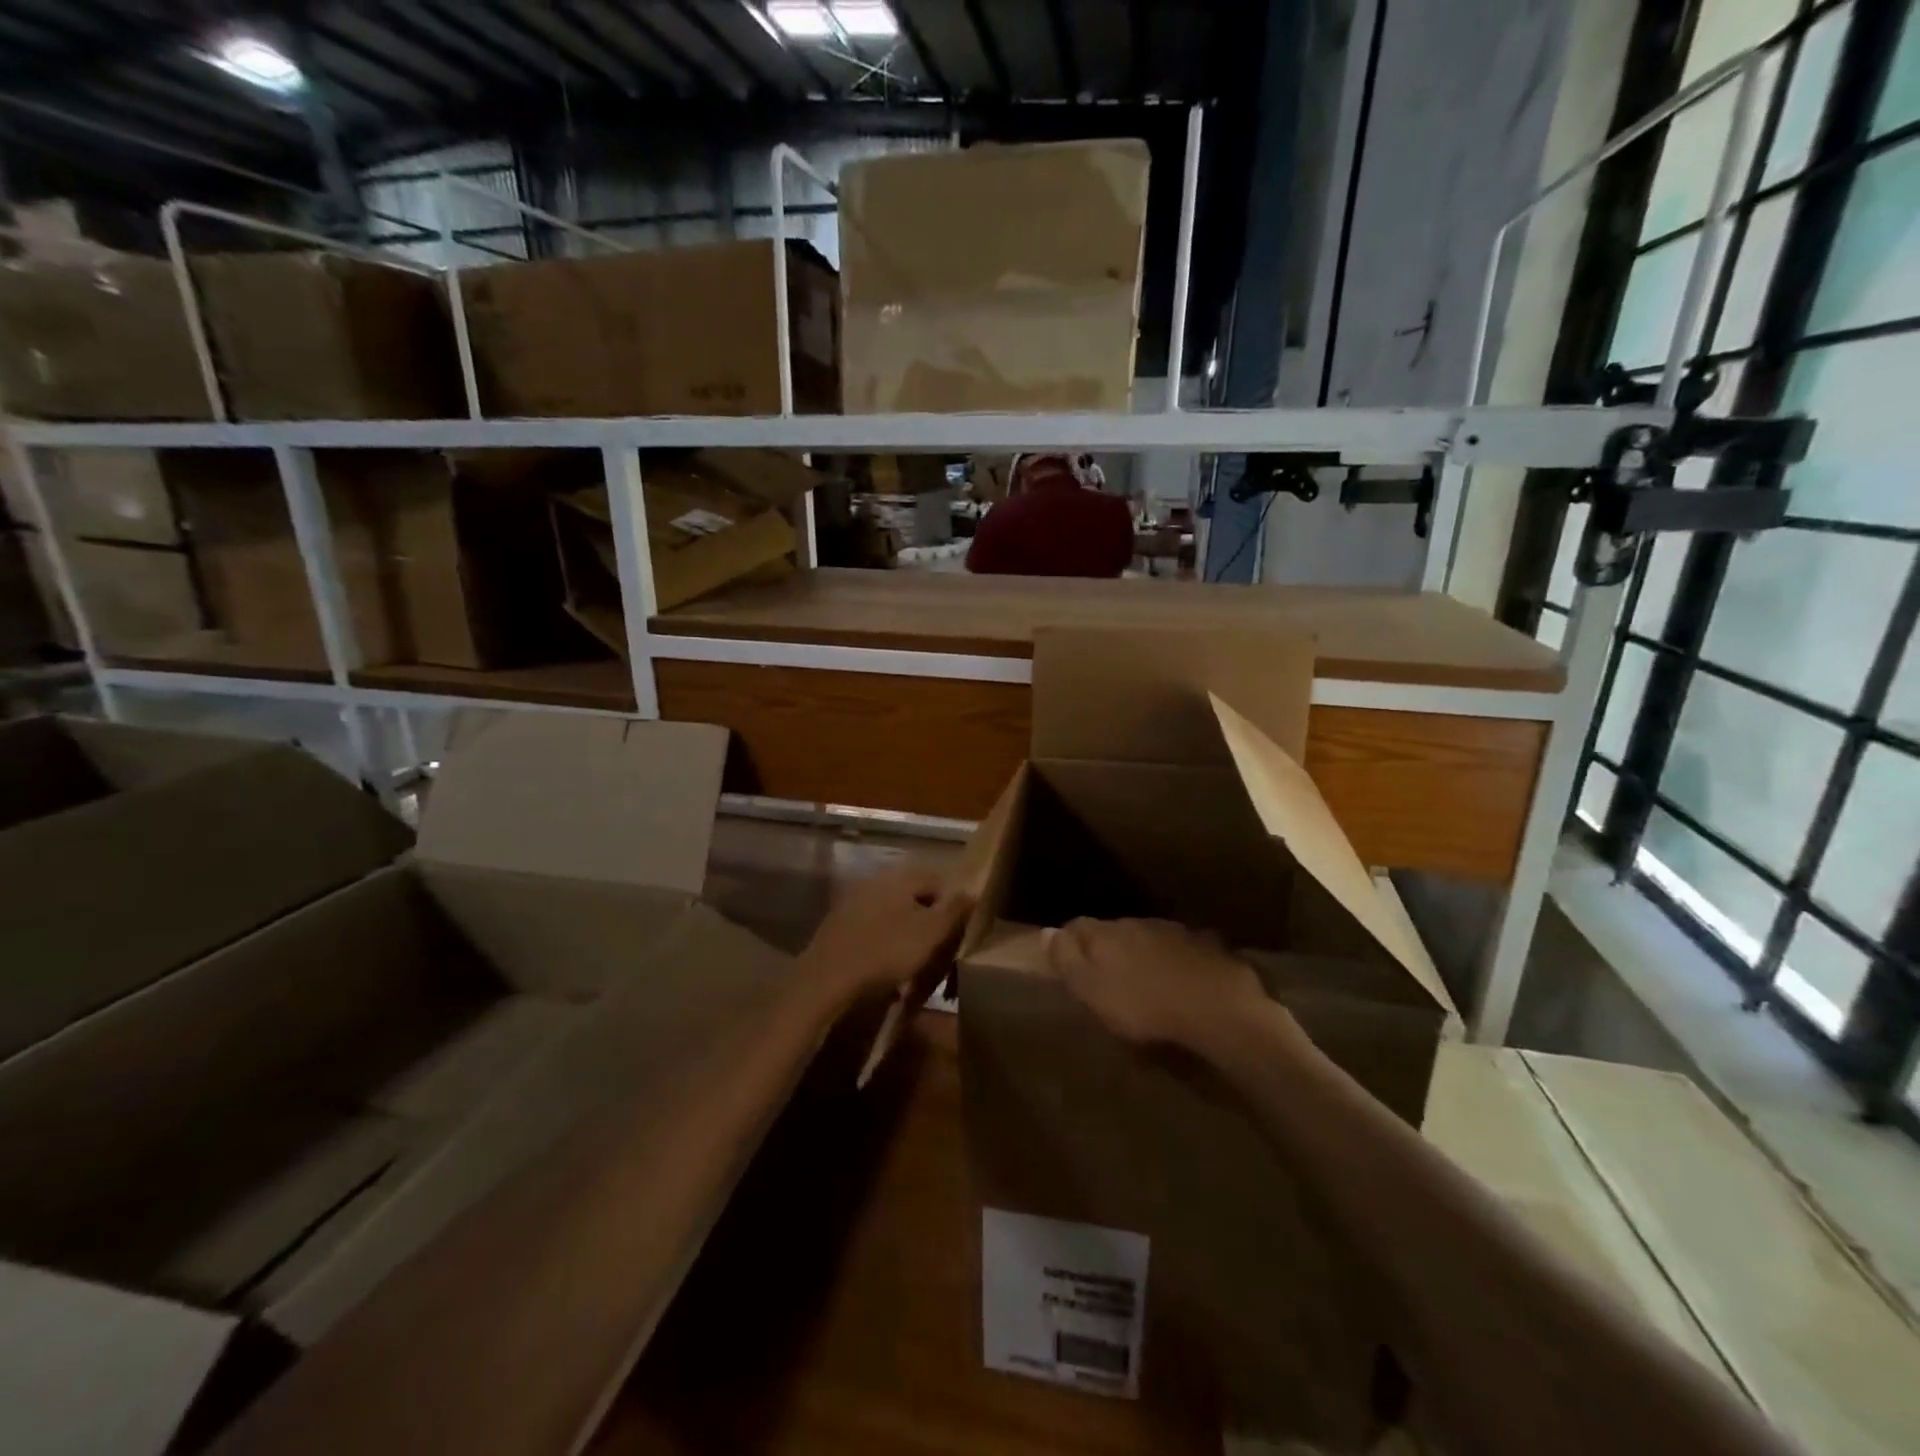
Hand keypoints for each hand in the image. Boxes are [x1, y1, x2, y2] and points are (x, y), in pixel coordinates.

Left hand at [798, 862, 973, 1013]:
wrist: (827, 979)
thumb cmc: (887, 951)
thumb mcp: (931, 933)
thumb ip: (954, 910)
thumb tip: (971, 891)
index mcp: (900, 876)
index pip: (938, 880)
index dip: (954, 906)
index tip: (958, 934)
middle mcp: (876, 880)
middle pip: (914, 897)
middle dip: (929, 921)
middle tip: (939, 951)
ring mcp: (854, 901)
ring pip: (893, 914)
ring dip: (907, 935)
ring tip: (915, 965)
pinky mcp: (839, 925)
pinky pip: (873, 930)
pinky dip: (885, 945)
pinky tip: (888, 968)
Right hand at [1047, 918, 1272, 1054]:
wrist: (1217, 1009)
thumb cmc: (1144, 1006)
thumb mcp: (1093, 990)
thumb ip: (1067, 960)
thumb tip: (1045, 931)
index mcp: (1106, 934)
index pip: (1077, 926)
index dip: (1069, 942)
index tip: (1067, 961)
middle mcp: (1138, 923)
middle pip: (1114, 930)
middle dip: (1107, 947)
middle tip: (1106, 974)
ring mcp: (1174, 931)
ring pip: (1148, 937)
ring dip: (1142, 952)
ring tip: (1144, 978)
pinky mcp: (1206, 946)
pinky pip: (1181, 948)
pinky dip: (1174, 960)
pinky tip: (1180, 978)